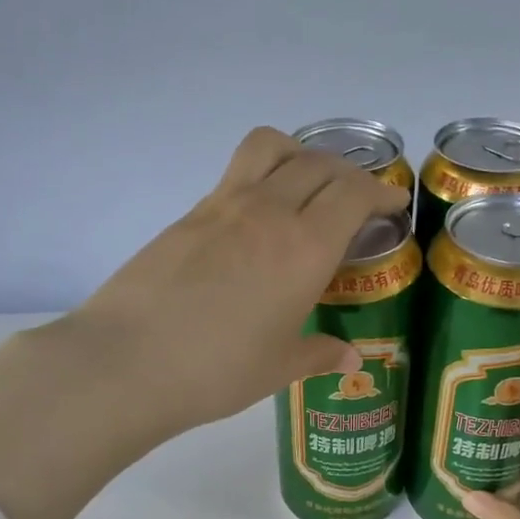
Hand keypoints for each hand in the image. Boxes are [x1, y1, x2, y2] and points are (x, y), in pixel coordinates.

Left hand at [62, 125, 408, 440]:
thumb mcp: (278, 368)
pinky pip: (237, 173)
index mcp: (304, 247)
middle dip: (349, 174)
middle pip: (320, 164)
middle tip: (357, 200)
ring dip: (302, 155)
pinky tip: (257, 219)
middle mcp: (268, 212)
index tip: (392, 204)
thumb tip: (350, 358)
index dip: (381, 192)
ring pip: (272, 147)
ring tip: (306, 184)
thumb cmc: (216, 371)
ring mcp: (223, 205)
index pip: (354, 193)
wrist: (127, 362)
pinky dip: (263, 176)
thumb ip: (319, 354)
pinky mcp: (189, 214)